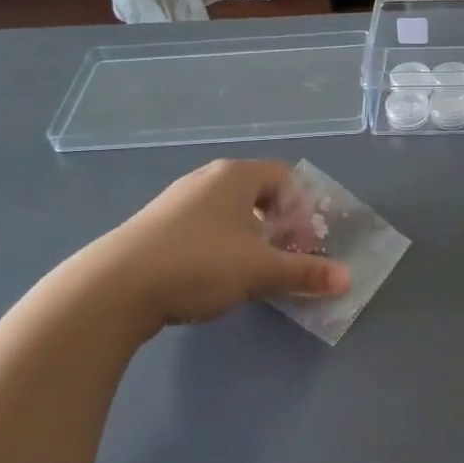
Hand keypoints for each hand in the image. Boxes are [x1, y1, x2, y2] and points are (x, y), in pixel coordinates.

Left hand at [93, 160, 351, 327]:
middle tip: (286, 256)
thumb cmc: (199, 263)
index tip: (305, 242)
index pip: (284, 177)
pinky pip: (203, 227)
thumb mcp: (260, 270)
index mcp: (235, 176)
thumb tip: (348, 280)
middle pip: (257, 193)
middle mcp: (206, 179)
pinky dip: (220, 246)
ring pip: (229, 212)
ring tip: (253, 271)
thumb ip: (305, 273)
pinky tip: (213, 277)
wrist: (115, 286)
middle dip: (279, 225)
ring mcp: (177, 201)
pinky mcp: (156, 226)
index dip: (303, 208)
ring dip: (250, 238)